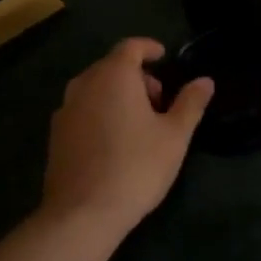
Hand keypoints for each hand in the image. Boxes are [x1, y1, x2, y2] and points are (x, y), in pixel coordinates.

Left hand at [41, 38, 213, 241]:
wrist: (82, 214)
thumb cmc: (136, 167)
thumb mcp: (175, 136)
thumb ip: (190, 103)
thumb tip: (205, 81)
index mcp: (114, 76)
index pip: (131, 46)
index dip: (149, 48)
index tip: (164, 57)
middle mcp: (84, 84)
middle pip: (112, 67)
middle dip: (137, 76)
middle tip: (160, 102)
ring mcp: (65, 110)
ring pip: (95, 89)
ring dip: (118, 95)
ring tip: (139, 124)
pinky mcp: (55, 135)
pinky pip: (83, 110)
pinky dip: (100, 113)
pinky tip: (114, 142)